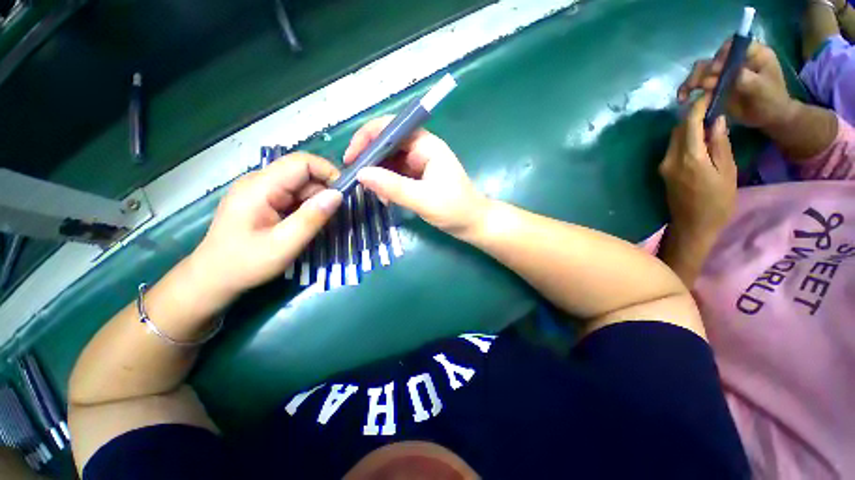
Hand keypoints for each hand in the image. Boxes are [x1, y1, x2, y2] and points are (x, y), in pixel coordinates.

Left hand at [188, 153, 341, 298]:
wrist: (212, 278)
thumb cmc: (246, 263)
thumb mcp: (284, 245)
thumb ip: (312, 218)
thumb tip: (338, 194)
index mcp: (260, 187)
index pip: (301, 162)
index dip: (327, 172)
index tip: (344, 195)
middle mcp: (259, 181)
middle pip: (302, 173)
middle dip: (323, 191)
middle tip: (334, 216)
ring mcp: (259, 190)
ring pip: (299, 185)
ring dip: (315, 201)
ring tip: (320, 224)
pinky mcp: (262, 200)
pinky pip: (292, 195)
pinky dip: (306, 206)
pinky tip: (306, 223)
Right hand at [344, 116, 487, 236]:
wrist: (473, 224)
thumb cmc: (455, 209)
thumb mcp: (423, 199)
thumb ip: (393, 186)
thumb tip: (361, 174)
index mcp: (426, 145)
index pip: (391, 128)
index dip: (367, 137)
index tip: (352, 158)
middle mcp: (421, 150)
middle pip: (387, 144)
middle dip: (370, 159)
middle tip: (356, 178)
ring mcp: (419, 164)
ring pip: (389, 161)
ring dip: (378, 175)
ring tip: (374, 194)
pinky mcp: (418, 178)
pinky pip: (395, 175)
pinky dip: (387, 185)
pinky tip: (385, 199)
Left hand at [659, 94, 736, 239]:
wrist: (693, 226)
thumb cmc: (717, 202)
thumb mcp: (727, 171)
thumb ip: (719, 144)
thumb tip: (716, 120)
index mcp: (688, 157)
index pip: (688, 123)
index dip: (698, 105)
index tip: (710, 92)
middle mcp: (670, 159)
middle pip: (678, 129)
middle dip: (694, 115)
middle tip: (714, 107)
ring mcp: (664, 166)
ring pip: (674, 138)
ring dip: (689, 127)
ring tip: (711, 122)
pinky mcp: (664, 172)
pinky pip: (674, 149)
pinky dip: (686, 139)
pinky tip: (700, 139)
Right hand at [678, 40, 795, 129]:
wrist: (769, 117)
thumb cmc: (771, 100)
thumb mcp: (762, 88)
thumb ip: (744, 78)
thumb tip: (720, 75)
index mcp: (751, 53)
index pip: (732, 47)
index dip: (721, 57)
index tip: (716, 72)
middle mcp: (735, 59)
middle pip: (713, 59)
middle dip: (702, 73)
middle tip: (698, 87)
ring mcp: (724, 72)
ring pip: (701, 72)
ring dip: (691, 82)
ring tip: (684, 96)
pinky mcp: (715, 85)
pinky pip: (698, 85)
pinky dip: (688, 91)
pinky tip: (683, 99)